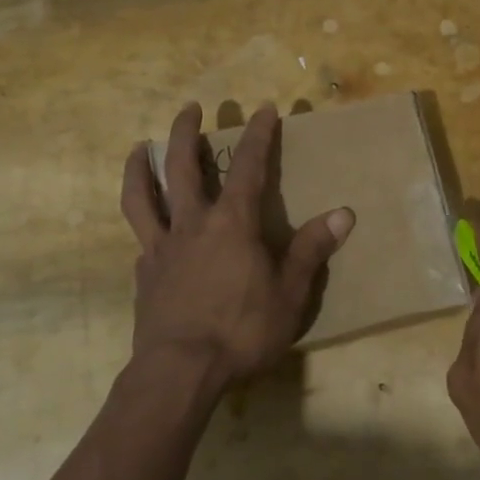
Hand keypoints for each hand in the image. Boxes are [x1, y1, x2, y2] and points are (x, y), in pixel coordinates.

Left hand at [121, 102, 353, 396]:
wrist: (180, 372)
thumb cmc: (242, 331)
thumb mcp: (289, 294)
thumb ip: (310, 250)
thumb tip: (342, 213)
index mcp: (231, 224)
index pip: (249, 167)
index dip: (259, 136)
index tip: (264, 109)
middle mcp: (192, 225)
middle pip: (181, 167)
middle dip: (186, 133)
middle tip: (189, 108)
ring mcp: (161, 248)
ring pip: (142, 197)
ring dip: (140, 167)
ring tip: (137, 148)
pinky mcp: (144, 274)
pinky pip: (141, 239)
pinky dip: (144, 224)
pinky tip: (146, 228)